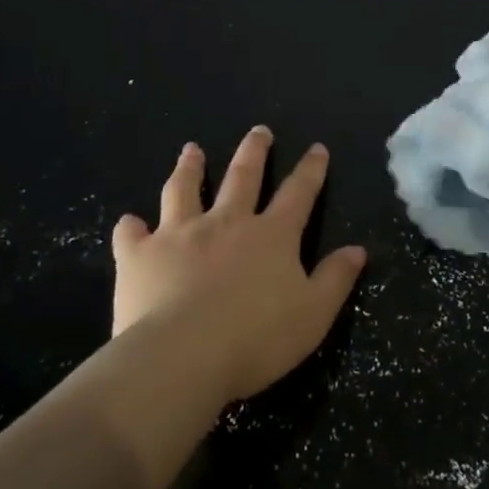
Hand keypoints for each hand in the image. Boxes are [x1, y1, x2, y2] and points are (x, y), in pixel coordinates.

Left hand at [111, 127, 366, 402]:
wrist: (182, 357)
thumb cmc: (256, 339)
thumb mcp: (313, 314)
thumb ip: (335, 279)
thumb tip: (358, 249)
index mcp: (271, 235)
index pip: (298, 193)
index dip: (310, 170)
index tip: (316, 148)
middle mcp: (226, 222)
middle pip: (243, 177)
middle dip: (254, 152)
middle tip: (259, 131)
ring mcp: (179, 234)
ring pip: (185, 190)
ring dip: (190, 167)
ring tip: (191, 149)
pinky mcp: (140, 256)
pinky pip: (132, 234)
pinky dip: (131, 227)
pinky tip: (130, 222)